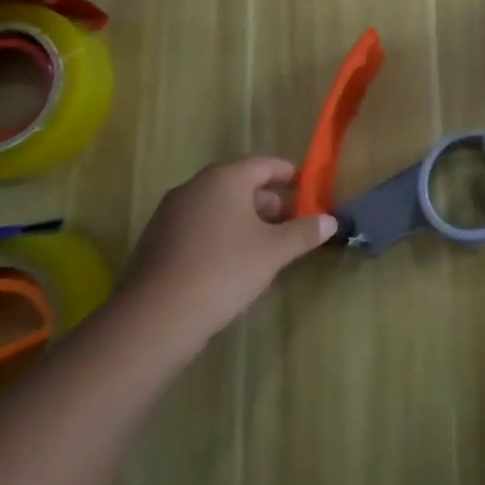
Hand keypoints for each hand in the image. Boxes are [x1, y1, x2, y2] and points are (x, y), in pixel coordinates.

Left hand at [119, 156, 334, 351]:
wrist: (153, 320)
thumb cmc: (224, 270)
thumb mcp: (274, 251)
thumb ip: (304, 232)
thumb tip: (330, 221)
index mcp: (225, 178)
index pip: (264, 164)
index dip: (289, 174)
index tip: (307, 187)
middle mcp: (194, 187)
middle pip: (240, 184)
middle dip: (269, 202)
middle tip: (292, 223)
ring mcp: (170, 215)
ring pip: (218, 207)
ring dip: (245, 220)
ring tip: (266, 247)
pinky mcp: (155, 243)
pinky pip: (198, 227)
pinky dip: (220, 235)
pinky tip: (232, 265)